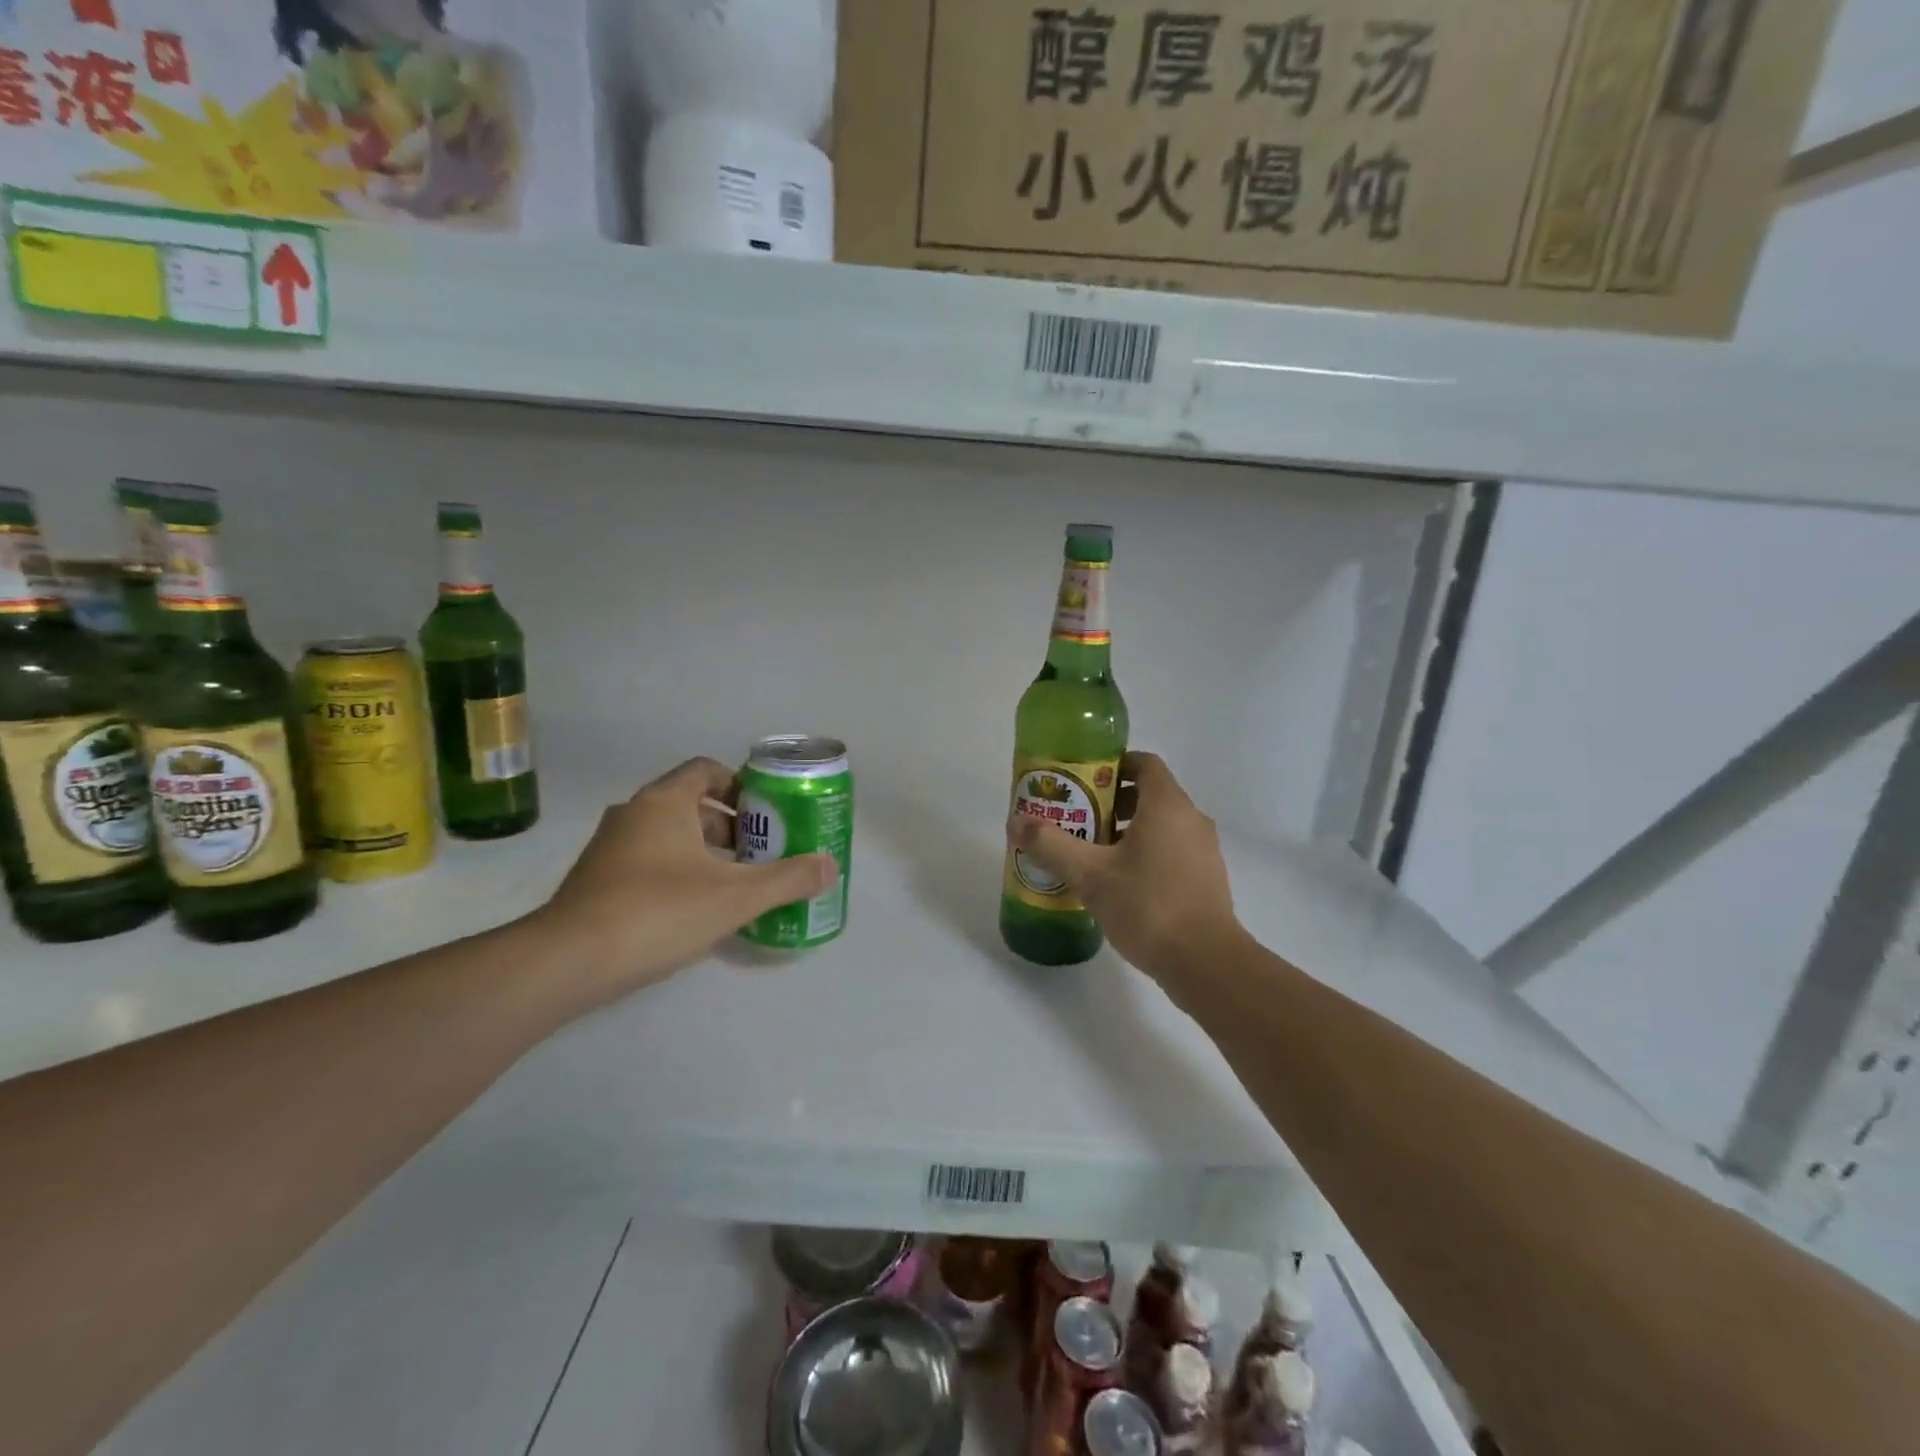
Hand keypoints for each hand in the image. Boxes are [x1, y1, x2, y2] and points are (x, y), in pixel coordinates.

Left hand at [526, 757, 837, 1011]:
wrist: (567, 962)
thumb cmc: (658, 911)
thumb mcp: (735, 896)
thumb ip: (788, 879)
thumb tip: (831, 866)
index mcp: (664, 802)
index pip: (706, 770)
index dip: (741, 785)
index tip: (766, 812)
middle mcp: (633, 814)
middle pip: (690, 804)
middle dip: (729, 825)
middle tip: (761, 853)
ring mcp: (609, 848)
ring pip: (668, 836)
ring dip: (704, 852)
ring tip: (735, 884)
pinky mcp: (595, 881)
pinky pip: (647, 862)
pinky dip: (676, 873)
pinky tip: (695, 910)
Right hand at [1006, 751, 1242, 982]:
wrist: (1206, 963)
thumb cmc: (1148, 906)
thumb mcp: (1090, 875)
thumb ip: (1051, 846)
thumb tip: (1015, 823)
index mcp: (1167, 806)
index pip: (1144, 763)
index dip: (1113, 765)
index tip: (1082, 781)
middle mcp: (1191, 820)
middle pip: (1150, 794)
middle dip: (1111, 802)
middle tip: (1078, 819)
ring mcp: (1204, 851)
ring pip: (1161, 825)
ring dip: (1127, 831)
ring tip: (1092, 854)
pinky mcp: (1206, 879)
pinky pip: (1172, 851)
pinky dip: (1146, 854)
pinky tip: (1119, 884)